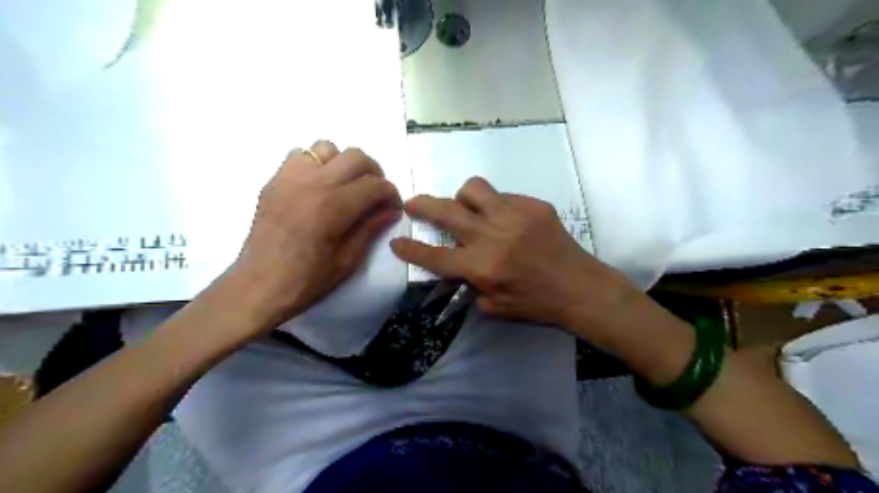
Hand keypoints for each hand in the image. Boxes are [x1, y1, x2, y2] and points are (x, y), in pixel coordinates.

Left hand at [225, 138, 404, 330]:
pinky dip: (317, 164)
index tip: (394, 208)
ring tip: (346, 187)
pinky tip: (318, 187)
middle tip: (376, 195)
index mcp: (333, 207)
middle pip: (355, 157)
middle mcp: (313, 183)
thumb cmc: (307, 280)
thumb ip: (371, 229)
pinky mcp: (274, 181)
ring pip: (327, 148)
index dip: (391, 194)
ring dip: (344, 164)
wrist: (259, 286)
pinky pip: (300, 155)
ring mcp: (290, 178)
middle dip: (374, 173)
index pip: (375, 185)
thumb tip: (392, 210)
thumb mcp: (348, 261)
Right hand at [390, 176, 630, 329]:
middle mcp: (492, 236)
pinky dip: (495, 206)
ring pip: (473, 189)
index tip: (396, 241)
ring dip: (462, 198)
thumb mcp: (495, 307)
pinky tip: (507, 220)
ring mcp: (513, 215)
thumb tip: (458, 266)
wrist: (579, 287)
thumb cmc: (536, 304)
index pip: (435, 257)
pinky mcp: (533, 205)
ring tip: (468, 209)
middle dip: (421, 205)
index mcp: (482, 267)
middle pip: (445, 212)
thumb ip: (470, 285)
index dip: (410, 250)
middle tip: (412, 203)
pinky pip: (503, 196)